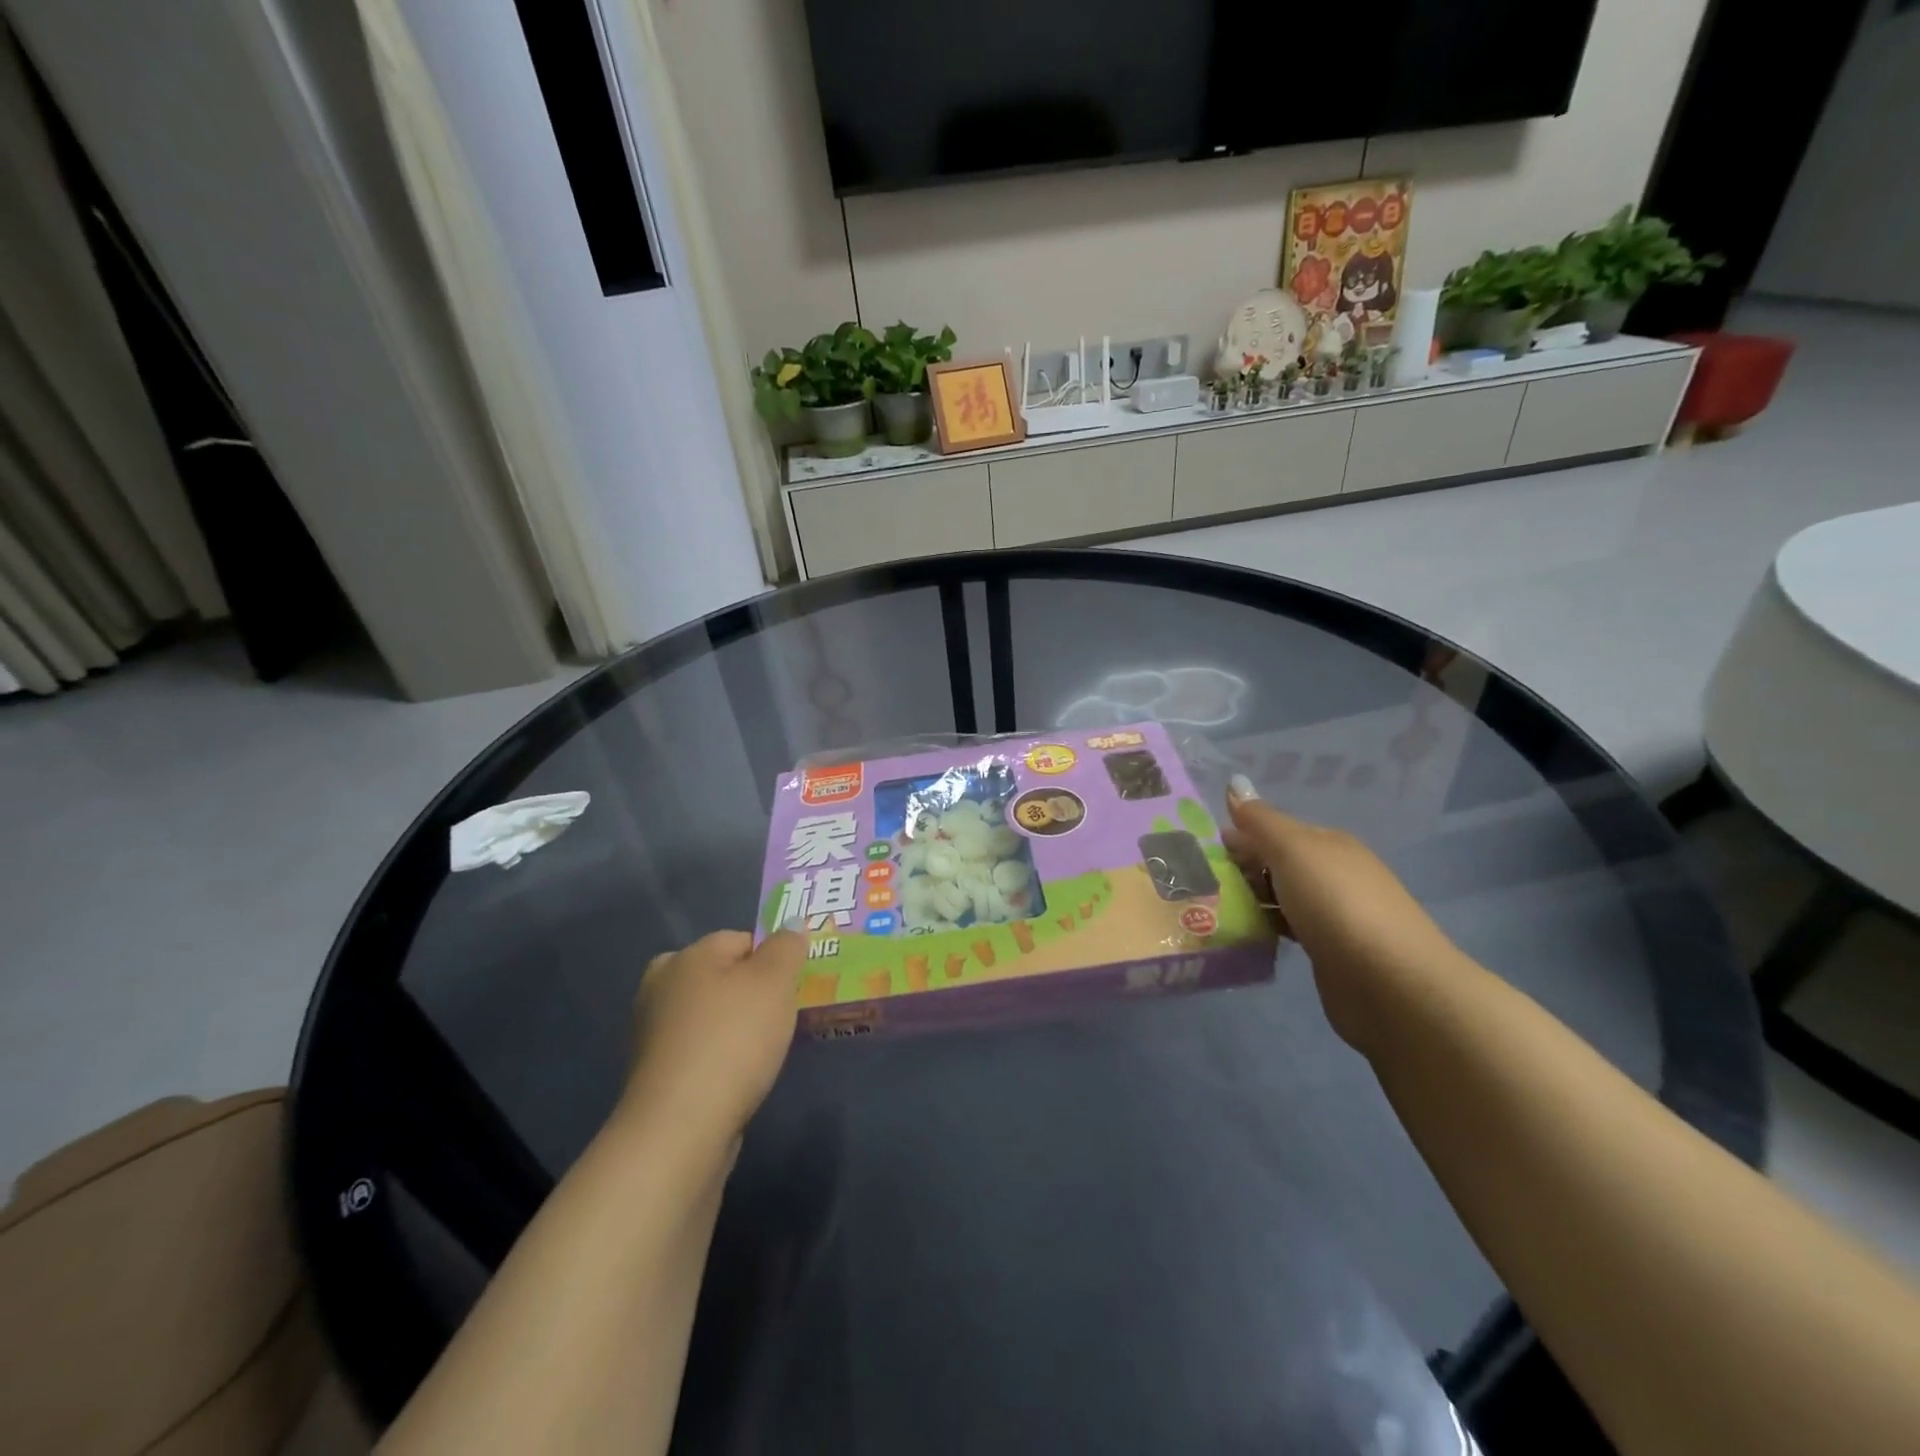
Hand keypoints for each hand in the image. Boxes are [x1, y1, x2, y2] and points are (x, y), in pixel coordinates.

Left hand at [624, 930, 804, 1144]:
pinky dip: (719, 1057)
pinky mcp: (654, 1074)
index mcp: (686, 956)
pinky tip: (737, 1078)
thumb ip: (787, 948)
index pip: (741, 940)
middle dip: (753, 993)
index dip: (773, 960)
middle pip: (722, 977)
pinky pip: (699, 1050)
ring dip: (736, 1028)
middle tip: (781, 1019)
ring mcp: (652, 1033)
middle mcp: (660, 986)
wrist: (680, 1129)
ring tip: (763, 1053)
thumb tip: (790, 924)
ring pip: (710, 1015)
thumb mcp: (775, 982)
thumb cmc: (732, 1040)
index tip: (793, 989)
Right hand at [1223, 777, 1466, 1054]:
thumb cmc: (1336, 903)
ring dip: (1249, 900)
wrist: (1389, 983)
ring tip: (1208, 909)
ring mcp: (1333, 915)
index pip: (1275, 829)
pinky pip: (1286, 929)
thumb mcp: (1293, 850)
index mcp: (1328, 844)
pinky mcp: (1329, 952)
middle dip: (1240, 868)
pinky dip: (1264, 928)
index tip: (1200, 851)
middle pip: (1276, 863)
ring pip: (1280, 897)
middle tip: (1197, 881)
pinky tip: (1240, 935)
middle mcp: (1333, 874)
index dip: (1240, 835)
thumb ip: (1260, 821)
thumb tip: (1234, 783)